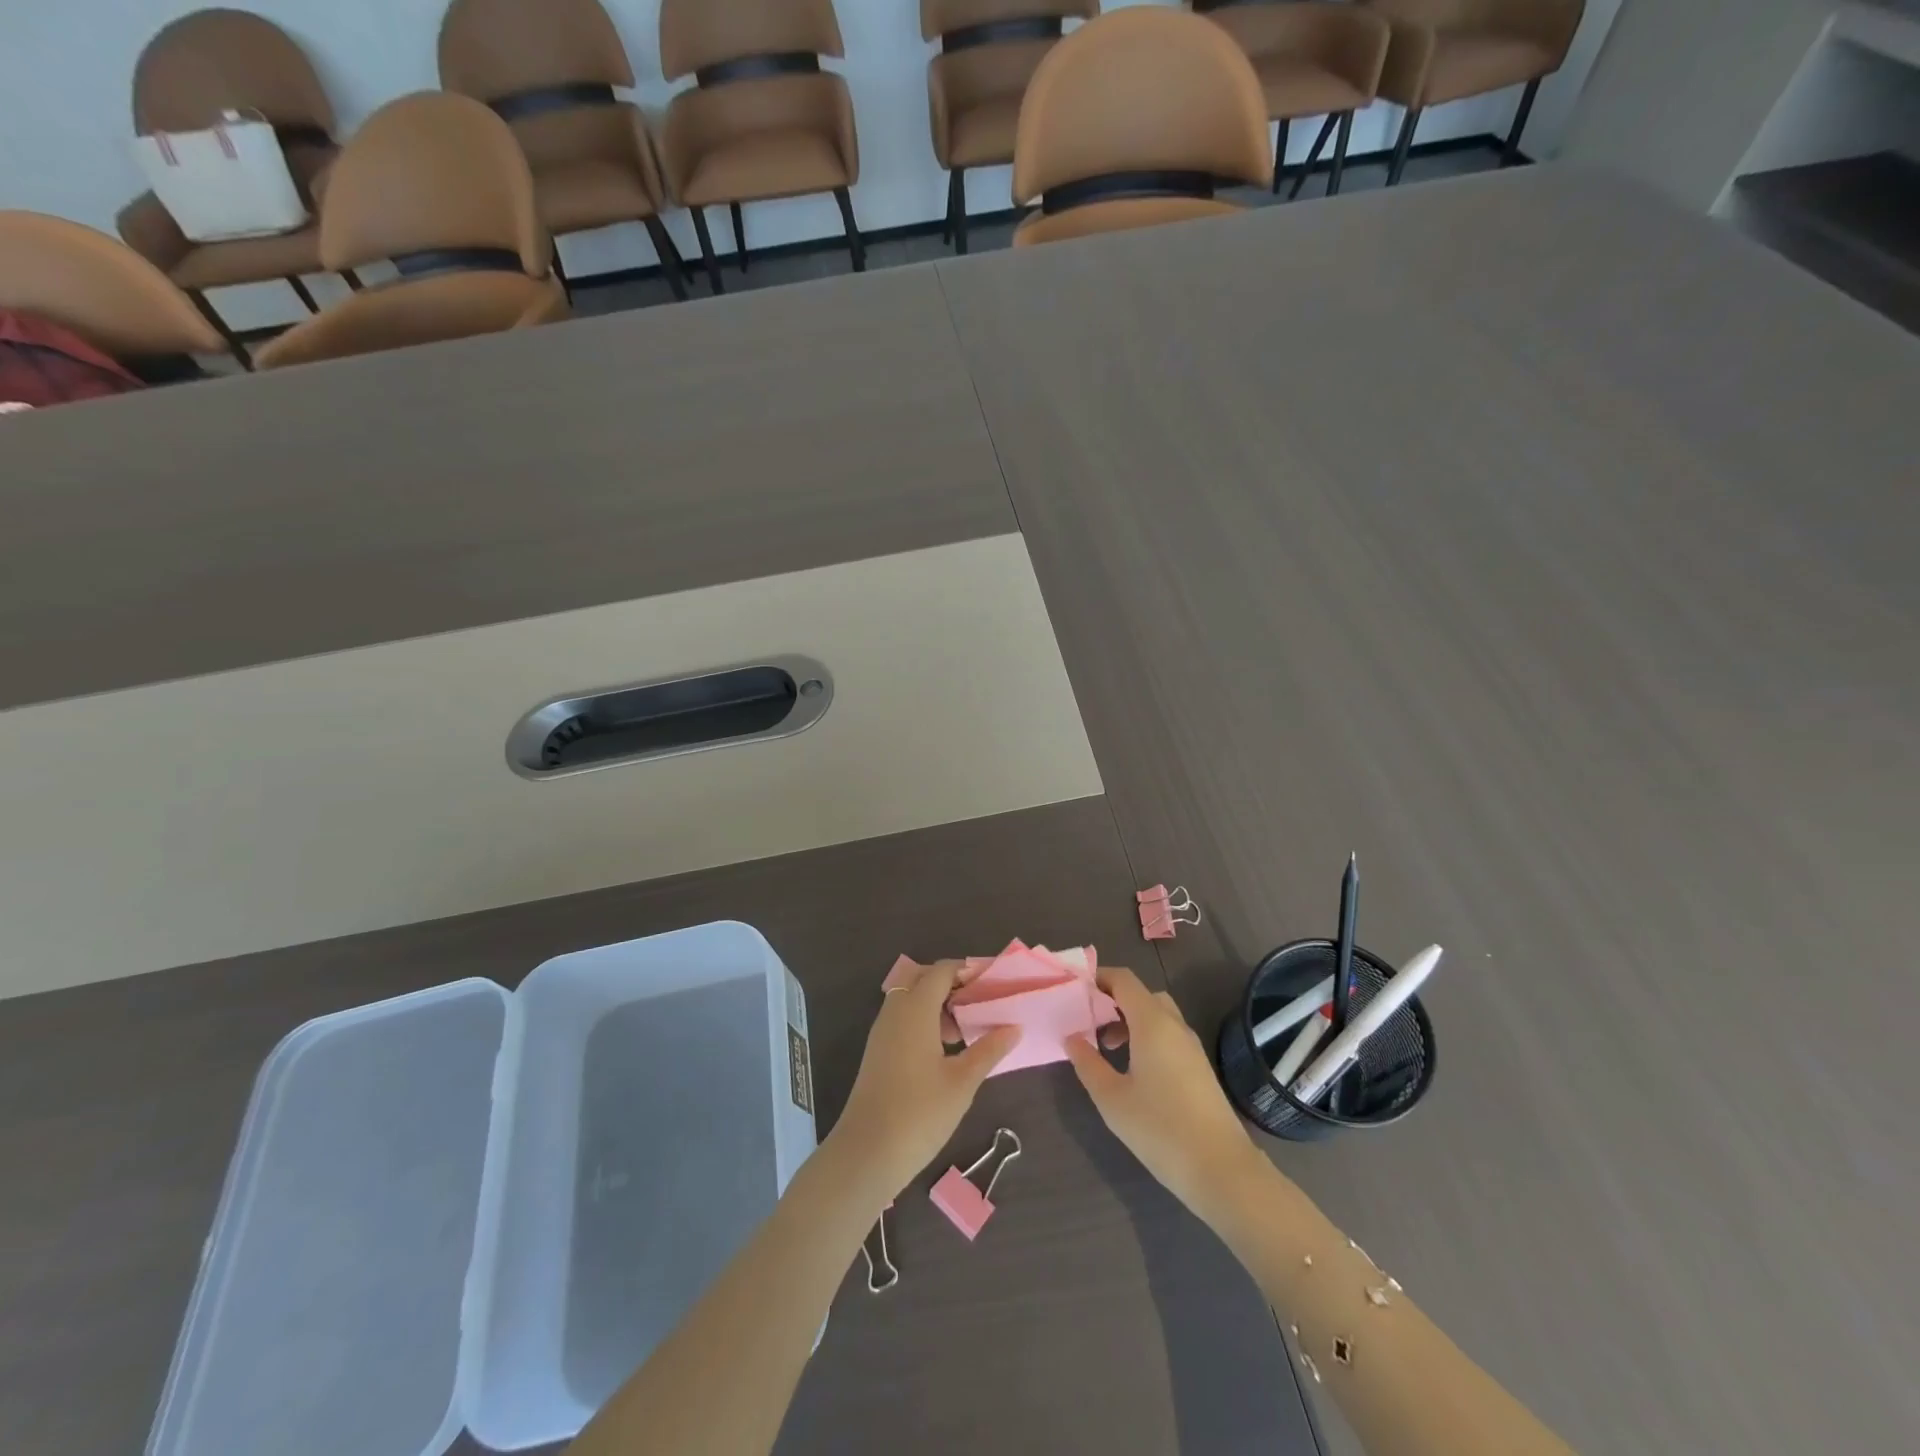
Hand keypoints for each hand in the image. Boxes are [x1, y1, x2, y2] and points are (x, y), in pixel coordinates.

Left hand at [826, 960, 1018, 1203]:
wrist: (867, 1153)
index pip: (941, 971)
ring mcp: (882, 1031)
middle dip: (951, 983)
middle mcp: (895, 1011)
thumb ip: (989, 1050)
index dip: (968, 970)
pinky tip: (946, 1048)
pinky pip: (903, 1019)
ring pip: (910, 999)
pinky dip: (925, 1020)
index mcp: (915, 1009)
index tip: (994, 980)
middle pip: (922, 978)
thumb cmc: (919, 1113)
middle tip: (981, 1000)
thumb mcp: (962, 1082)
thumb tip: (1014, 1027)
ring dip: (938, 1003)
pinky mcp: (878, 1051)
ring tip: (969, 1026)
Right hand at [1066, 967, 1265, 1219]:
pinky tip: (1132, 1070)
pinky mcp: (1199, 1067)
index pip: (1124, 980)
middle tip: (1088, 1021)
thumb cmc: (1160, 1129)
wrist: (1221, 1169)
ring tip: (1106, 1048)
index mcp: (1152, 1022)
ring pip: (1157, 1016)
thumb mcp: (1111, 1098)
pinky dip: (1146, 1037)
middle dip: (1112, 1000)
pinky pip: (1168, 1035)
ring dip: (1129, 1021)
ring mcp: (1191, 1046)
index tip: (1074, 991)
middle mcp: (1174, 1025)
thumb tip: (1071, 1037)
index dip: (1098, 978)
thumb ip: (1087, 1063)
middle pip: (1141, 994)